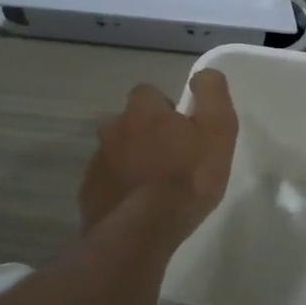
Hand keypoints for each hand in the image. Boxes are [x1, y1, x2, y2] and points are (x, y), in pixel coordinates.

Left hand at [79, 69, 238, 240]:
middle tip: (169, 160)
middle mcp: (112, 129)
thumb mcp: (217, 131)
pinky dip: (120, 189)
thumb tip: (204, 74)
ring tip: (153, 187)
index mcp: (141, 111)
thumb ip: (212, 95)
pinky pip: (106, 183)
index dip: (166, 109)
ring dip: (131, 162)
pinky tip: (136, 207)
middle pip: (129, 123)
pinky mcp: (88, 194)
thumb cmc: (187, 177)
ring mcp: (96, 163)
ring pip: (116, 153)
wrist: (143, 231)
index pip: (149, 93)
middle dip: (145, 135)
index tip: (182, 131)